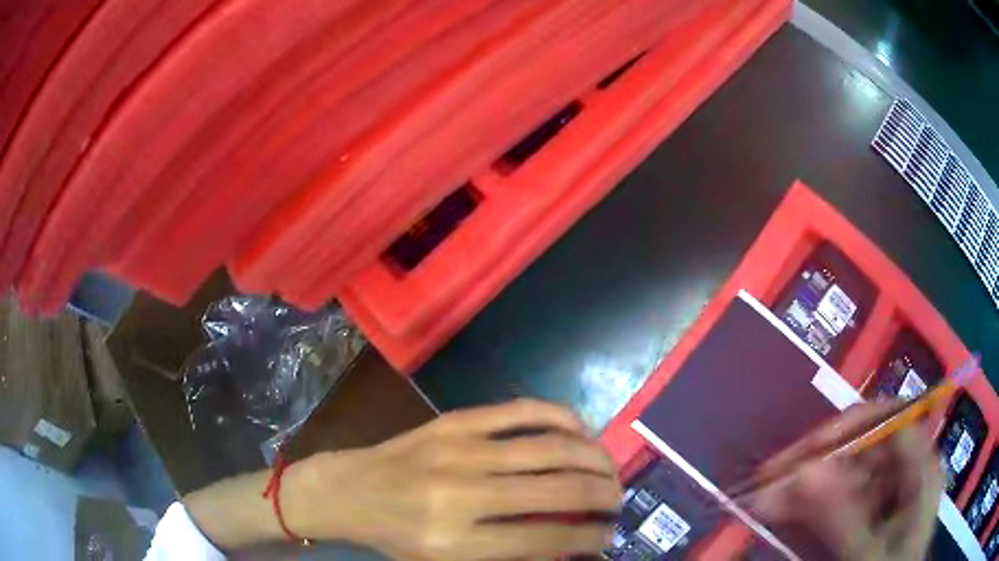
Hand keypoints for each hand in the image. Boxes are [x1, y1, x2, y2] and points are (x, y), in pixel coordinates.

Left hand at [288, 399, 621, 559]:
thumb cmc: (399, 537)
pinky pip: (524, 410)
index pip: (546, 540)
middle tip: (617, 499)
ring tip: (610, 469)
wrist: (350, 490)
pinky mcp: (456, 420)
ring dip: (594, 458)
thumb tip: (574, 549)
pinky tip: (582, 431)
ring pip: (551, 447)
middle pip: (559, 490)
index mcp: (458, 541)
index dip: (589, 537)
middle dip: (604, 495)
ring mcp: (460, 449)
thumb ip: (514, 557)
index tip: (608, 535)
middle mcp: (463, 494)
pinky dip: (563, 418)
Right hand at [750, 401, 943, 559]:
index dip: (848, 427)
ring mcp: (885, 495)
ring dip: (804, 488)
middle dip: (814, 464)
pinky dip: (809, 507)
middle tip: (767, 482)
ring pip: (843, 477)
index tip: (805, 451)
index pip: (889, 422)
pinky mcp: (867, 515)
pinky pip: (836, 502)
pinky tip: (783, 512)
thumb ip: (843, 516)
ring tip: (763, 501)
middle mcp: (905, 472)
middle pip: (861, 449)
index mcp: (921, 469)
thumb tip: (803, 470)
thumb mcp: (868, 553)